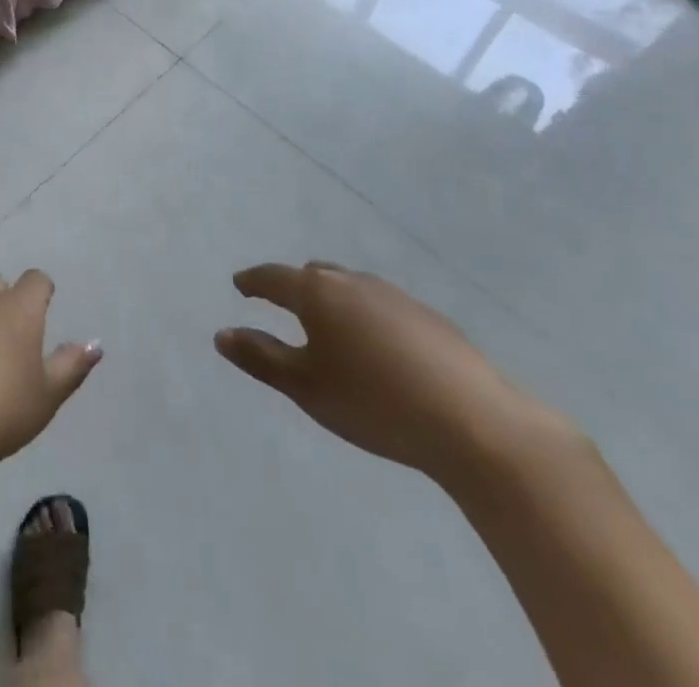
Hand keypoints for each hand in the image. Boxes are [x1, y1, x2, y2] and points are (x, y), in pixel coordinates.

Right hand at [215, 262, 569, 485]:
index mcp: (318, 293)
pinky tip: (379, 350)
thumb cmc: (375, 403)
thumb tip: (222, 334)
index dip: (253, 281)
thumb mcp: (307, 387)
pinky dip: (367, 317)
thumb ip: (261, 358)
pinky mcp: (431, 319)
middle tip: (283, 304)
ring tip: (330, 328)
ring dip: (333, 300)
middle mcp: (353, 282)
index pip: (273, 277)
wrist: (476, 424)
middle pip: (314, 275)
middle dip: (294, 286)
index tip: (240, 286)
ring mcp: (396, 296)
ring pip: (351, 287)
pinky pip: (383, 306)